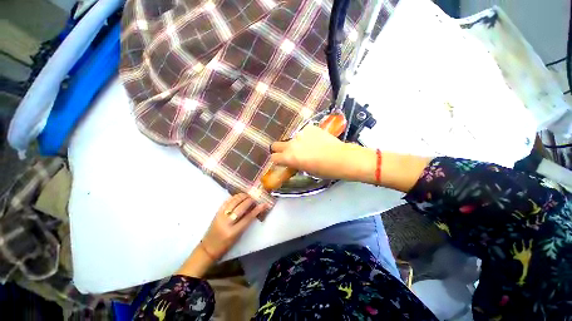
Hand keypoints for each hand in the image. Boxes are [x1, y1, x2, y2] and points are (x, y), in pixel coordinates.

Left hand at [201, 193, 269, 260]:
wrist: (209, 247)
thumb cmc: (226, 245)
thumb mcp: (238, 236)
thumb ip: (246, 222)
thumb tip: (253, 209)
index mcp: (233, 232)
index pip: (248, 218)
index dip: (257, 210)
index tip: (263, 204)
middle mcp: (226, 223)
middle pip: (240, 208)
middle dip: (249, 201)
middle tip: (254, 198)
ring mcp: (220, 216)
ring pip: (233, 202)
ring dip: (242, 196)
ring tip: (248, 195)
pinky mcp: (216, 213)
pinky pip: (226, 201)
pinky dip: (234, 197)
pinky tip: (239, 196)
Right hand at [270, 125, 349, 178]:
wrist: (341, 158)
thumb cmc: (324, 170)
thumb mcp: (306, 170)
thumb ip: (295, 163)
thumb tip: (292, 160)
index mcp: (289, 158)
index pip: (274, 158)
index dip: (277, 160)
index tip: (281, 161)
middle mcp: (291, 144)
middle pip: (276, 145)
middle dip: (279, 149)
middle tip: (289, 153)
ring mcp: (300, 134)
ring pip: (292, 138)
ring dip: (296, 143)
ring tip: (309, 146)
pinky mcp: (309, 127)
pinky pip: (304, 133)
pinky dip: (307, 136)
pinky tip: (317, 140)